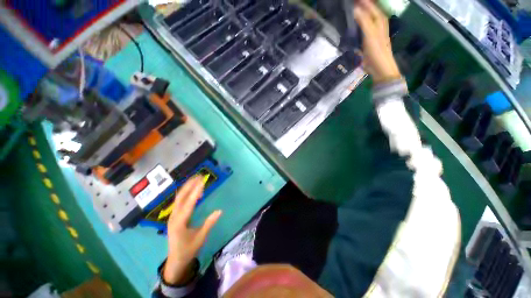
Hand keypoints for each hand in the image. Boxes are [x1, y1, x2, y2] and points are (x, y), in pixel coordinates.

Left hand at [164, 176, 222, 284]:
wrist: (175, 260)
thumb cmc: (188, 250)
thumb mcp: (200, 238)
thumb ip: (209, 223)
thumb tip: (220, 211)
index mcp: (180, 223)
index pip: (189, 204)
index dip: (196, 192)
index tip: (202, 182)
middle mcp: (174, 217)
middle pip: (181, 197)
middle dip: (189, 185)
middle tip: (199, 176)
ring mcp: (172, 216)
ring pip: (179, 198)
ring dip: (187, 187)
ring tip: (196, 179)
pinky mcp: (174, 216)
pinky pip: (180, 202)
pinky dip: (186, 193)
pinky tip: (193, 190)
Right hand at [353, 0, 400, 82]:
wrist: (380, 68)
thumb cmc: (377, 51)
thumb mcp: (370, 35)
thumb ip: (364, 21)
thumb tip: (355, 9)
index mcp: (379, 19)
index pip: (369, 4)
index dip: (361, 1)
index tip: (350, 0)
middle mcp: (377, 22)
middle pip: (368, 9)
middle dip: (359, 6)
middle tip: (348, 5)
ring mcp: (373, 30)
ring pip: (365, 17)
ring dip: (358, 13)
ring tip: (349, 11)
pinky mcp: (368, 39)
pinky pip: (362, 27)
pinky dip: (357, 23)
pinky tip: (352, 24)